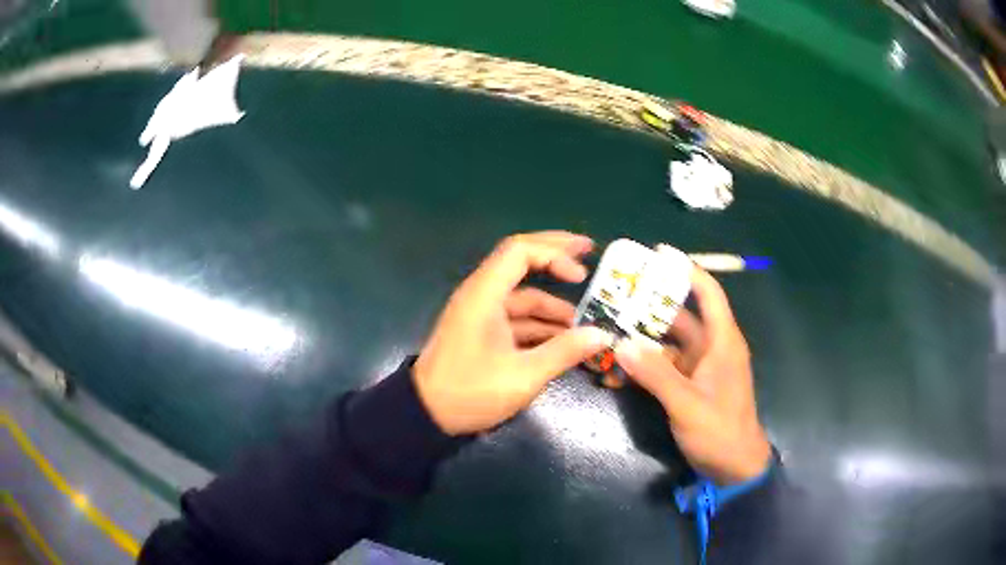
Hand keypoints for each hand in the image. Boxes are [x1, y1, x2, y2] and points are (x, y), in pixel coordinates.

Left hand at [414, 232, 613, 435]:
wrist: (426, 414)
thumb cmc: (470, 392)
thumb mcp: (523, 375)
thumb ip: (564, 352)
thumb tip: (602, 335)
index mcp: (484, 294)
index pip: (520, 251)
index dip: (555, 253)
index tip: (581, 274)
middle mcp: (481, 295)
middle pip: (521, 261)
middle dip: (556, 256)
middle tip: (589, 251)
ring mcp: (481, 313)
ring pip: (522, 296)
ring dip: (552, 305)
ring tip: (584, 324)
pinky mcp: (482, 332)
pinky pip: (516, 318)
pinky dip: (539, 325)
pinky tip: (563, 341)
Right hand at [614, 268, 771, 484]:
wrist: (734, 467)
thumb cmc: (720, 431)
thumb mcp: (687, 404)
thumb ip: (656, 375)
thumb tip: (623, 344)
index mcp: (721, 342)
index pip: (708, 294)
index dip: (687, 270)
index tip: (659, 253)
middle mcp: (710, 349)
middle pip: (680, 318)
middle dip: (649, 308)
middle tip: (616, 297)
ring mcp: (698, 369)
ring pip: (667, 345)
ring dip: (640, 343)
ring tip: (607, 337)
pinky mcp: (689, 386)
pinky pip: (662, 369)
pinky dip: (643, 369)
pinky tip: (616, 376)